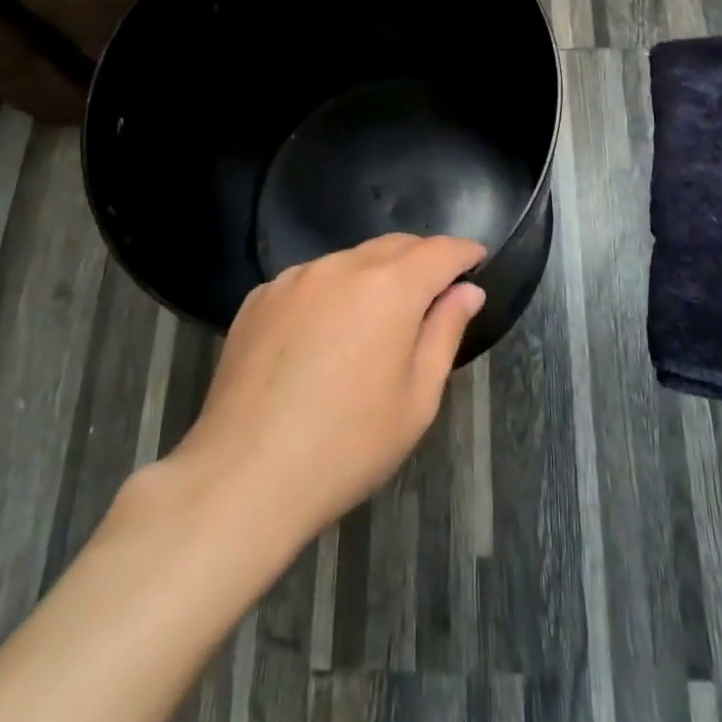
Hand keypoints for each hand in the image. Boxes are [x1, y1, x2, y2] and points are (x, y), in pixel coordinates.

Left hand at [165, 234, 486, 546]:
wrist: (243, 476)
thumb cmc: (347, 445)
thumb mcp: (417, 398)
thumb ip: (445, 332)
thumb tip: (467, 291)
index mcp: (390, 286)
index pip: (440, 250)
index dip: (464, 252)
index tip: (478, 260)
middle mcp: (342, 265)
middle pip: (395, 246)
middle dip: (422, 260)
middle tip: (435, 293)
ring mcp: (295, 277)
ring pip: (350, 261)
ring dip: (374, 276)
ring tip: (375, 320)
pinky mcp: (259, 297)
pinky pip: (310, 281)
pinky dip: (331, 293)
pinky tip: (322, 337)